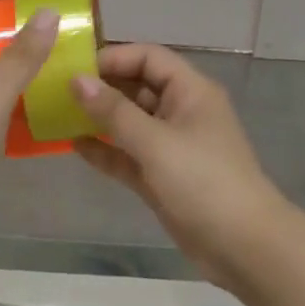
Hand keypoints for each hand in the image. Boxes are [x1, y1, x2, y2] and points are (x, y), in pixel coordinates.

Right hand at [70, 44, 291, 286]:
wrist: (245, 248)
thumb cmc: (204, 182)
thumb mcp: (156, 142)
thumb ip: (114, 111)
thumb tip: (76, 80)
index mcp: (190, 91)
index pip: (148, 58)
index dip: (114, 58)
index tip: (75, 69)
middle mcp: (181, 111)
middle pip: (137, 87)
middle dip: (101, 87)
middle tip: (59, 91)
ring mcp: (171, 146)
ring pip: (130, 122)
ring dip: (99, 118)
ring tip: (59, 115)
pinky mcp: (162, 177)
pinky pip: (128, 154)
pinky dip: (105, 149)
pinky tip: (74, 146)